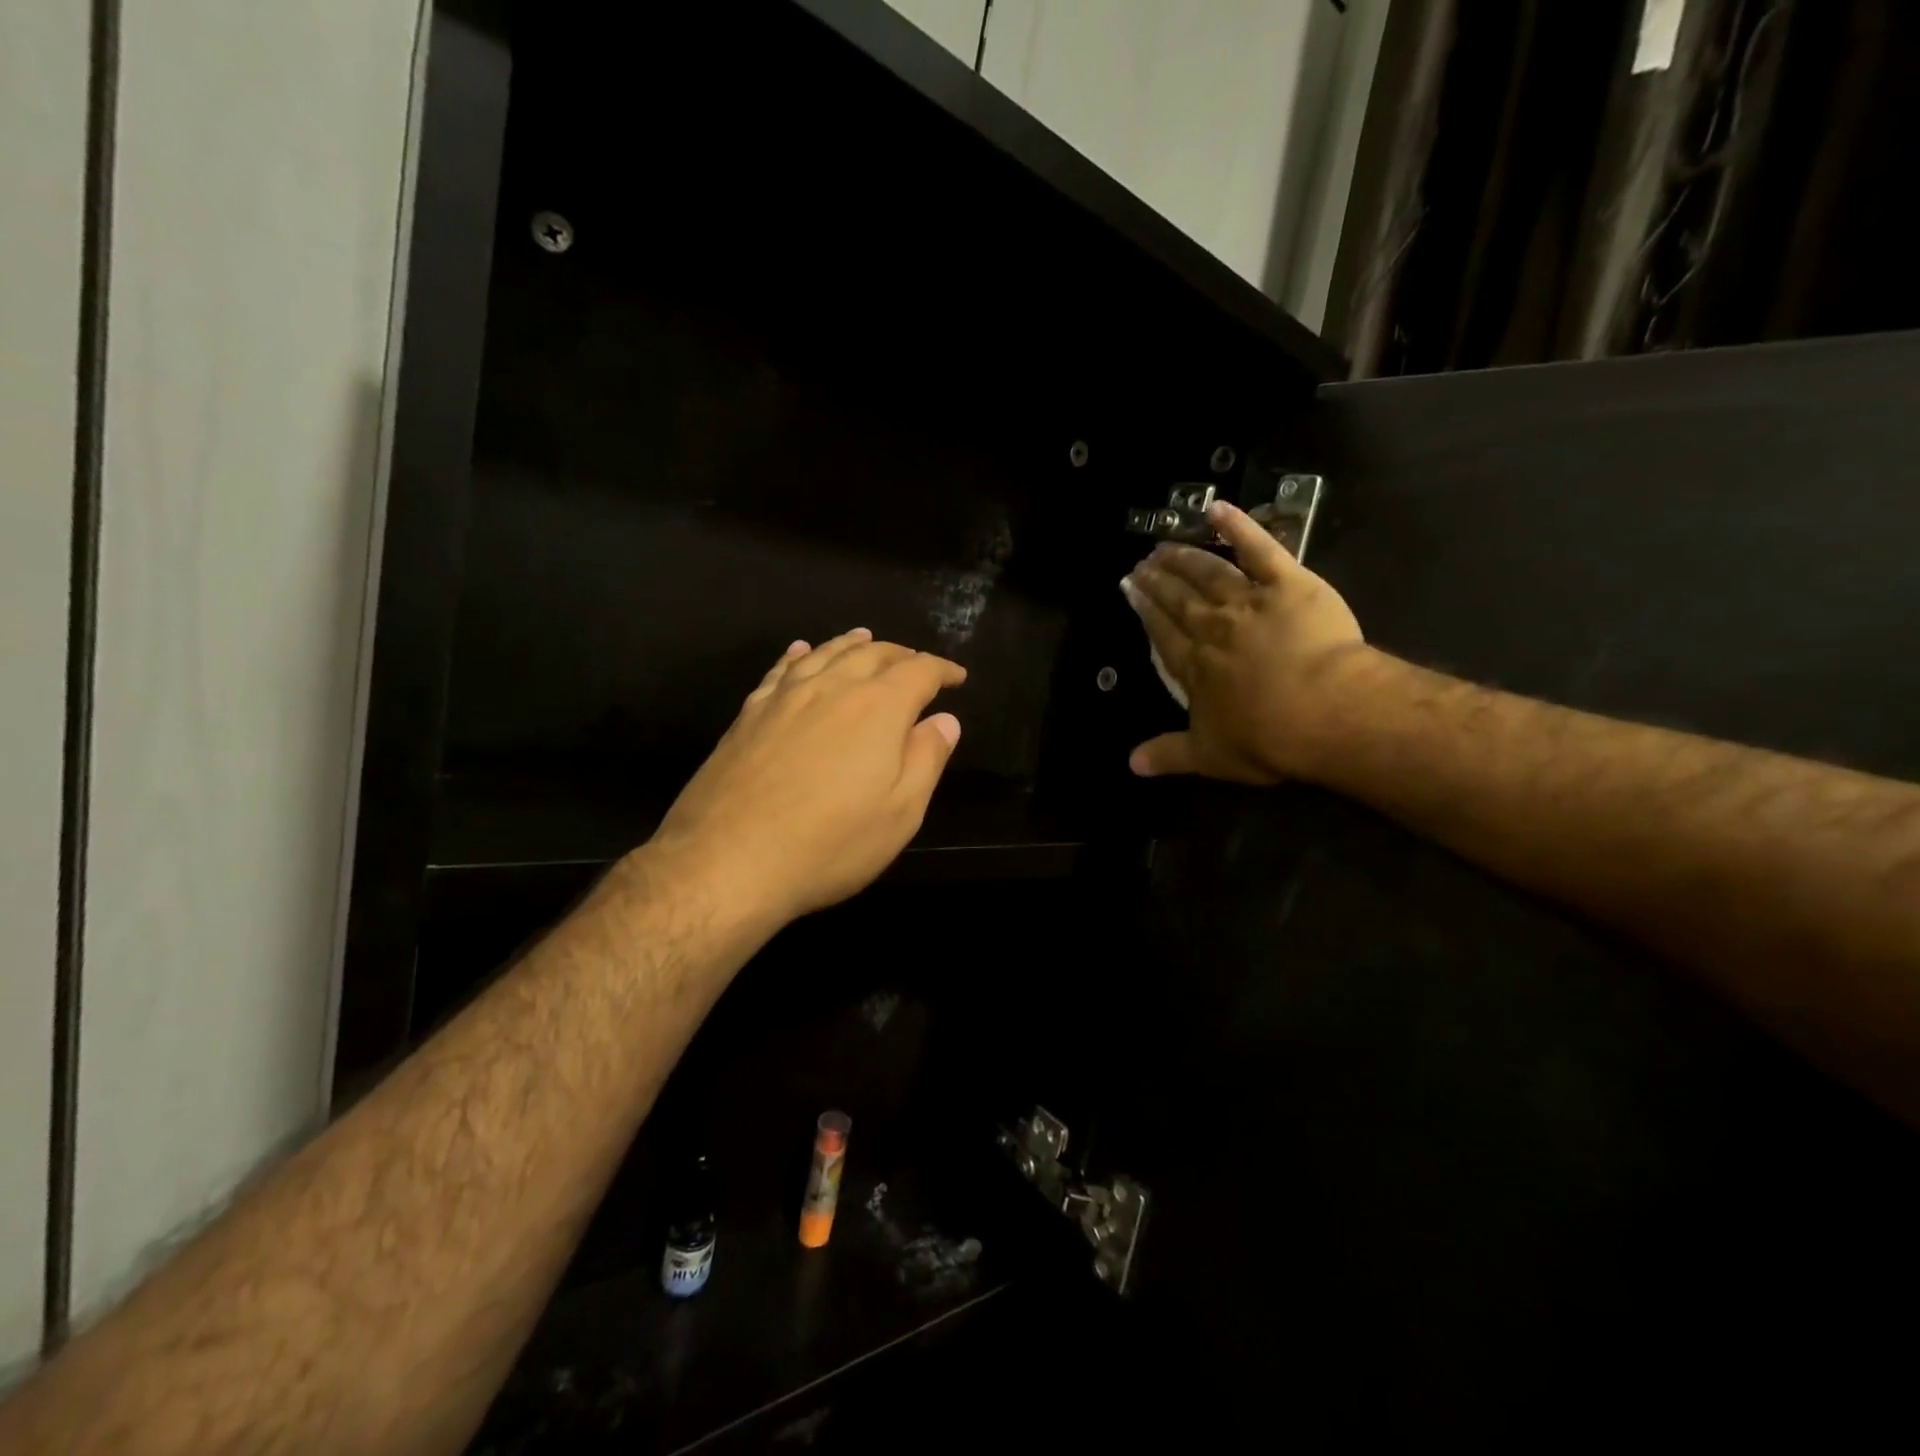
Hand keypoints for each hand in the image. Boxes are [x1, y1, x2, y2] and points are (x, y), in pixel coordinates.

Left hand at [648, 629, 965, 923]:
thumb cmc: (829, 844)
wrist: (727, 861)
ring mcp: (785, 697)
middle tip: (916, 664)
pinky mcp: (749, 713)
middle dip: (901, 655)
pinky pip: (781, 669)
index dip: (942, 671)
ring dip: (852, 644)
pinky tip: (801, 651)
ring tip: (866, 638)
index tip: (957, 678)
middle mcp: (832, 687)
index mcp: (878, 707)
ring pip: (826, 653)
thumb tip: (945, 720)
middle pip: (873, 654)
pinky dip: (799, 654)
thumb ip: (927, 759)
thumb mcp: (900, 813)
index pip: (919, 672)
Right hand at [1121, 500, 1367, 782]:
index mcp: (1194, 667)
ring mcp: (1249, 602)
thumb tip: (1130, 765)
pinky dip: (1239, 527)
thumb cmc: (1267, 738)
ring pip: (1209, 573)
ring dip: (1185, 557)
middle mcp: (1213, 628)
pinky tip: (1219, 508)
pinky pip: (1260, 549)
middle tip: (1141, 563)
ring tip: (1166, 544)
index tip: (1130, 589)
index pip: (1161, 633)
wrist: (1325, 711)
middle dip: (1158, 580)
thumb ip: (1168, 755)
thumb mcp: (1210, 756)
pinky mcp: (1288, 583)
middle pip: (1180, 599)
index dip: (1145, 610)